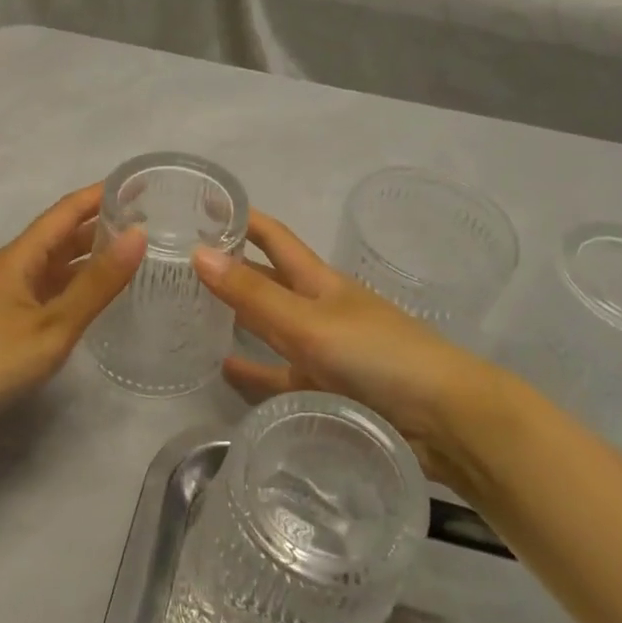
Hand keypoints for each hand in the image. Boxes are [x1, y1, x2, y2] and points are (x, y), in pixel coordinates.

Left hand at [0, 185, 145, 435]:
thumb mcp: (53, 323)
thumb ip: (97, 283)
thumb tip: (139, 234)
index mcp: (23, 255)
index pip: (67, 211)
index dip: (100, 195)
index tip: (136, 185)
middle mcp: (16, 266)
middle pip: (62, 234)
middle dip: (100, 224)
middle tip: (145, 221)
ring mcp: (10, 293)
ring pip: (56, 262)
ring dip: (89, 254)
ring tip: (130, 253)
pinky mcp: (8, 318)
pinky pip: (50, 287)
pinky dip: (76, 282)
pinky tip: (95, 293)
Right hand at [192, 210, 491, 482]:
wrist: (442, 419)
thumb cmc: (378, 354)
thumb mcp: (309, 322)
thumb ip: (254, 294)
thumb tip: (198, 252)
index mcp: (318, 281)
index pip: (273, 238)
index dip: (243, 219)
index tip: (203, 203)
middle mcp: (317, 308)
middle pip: (267, 280)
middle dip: (231, 267)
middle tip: (179, 262)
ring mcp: (322, 349)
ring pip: (269, 327)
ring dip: (237, 318)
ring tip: (191, 314)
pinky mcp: (325, 389)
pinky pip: (278, 376)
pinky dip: (253, 371)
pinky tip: (223, 370)